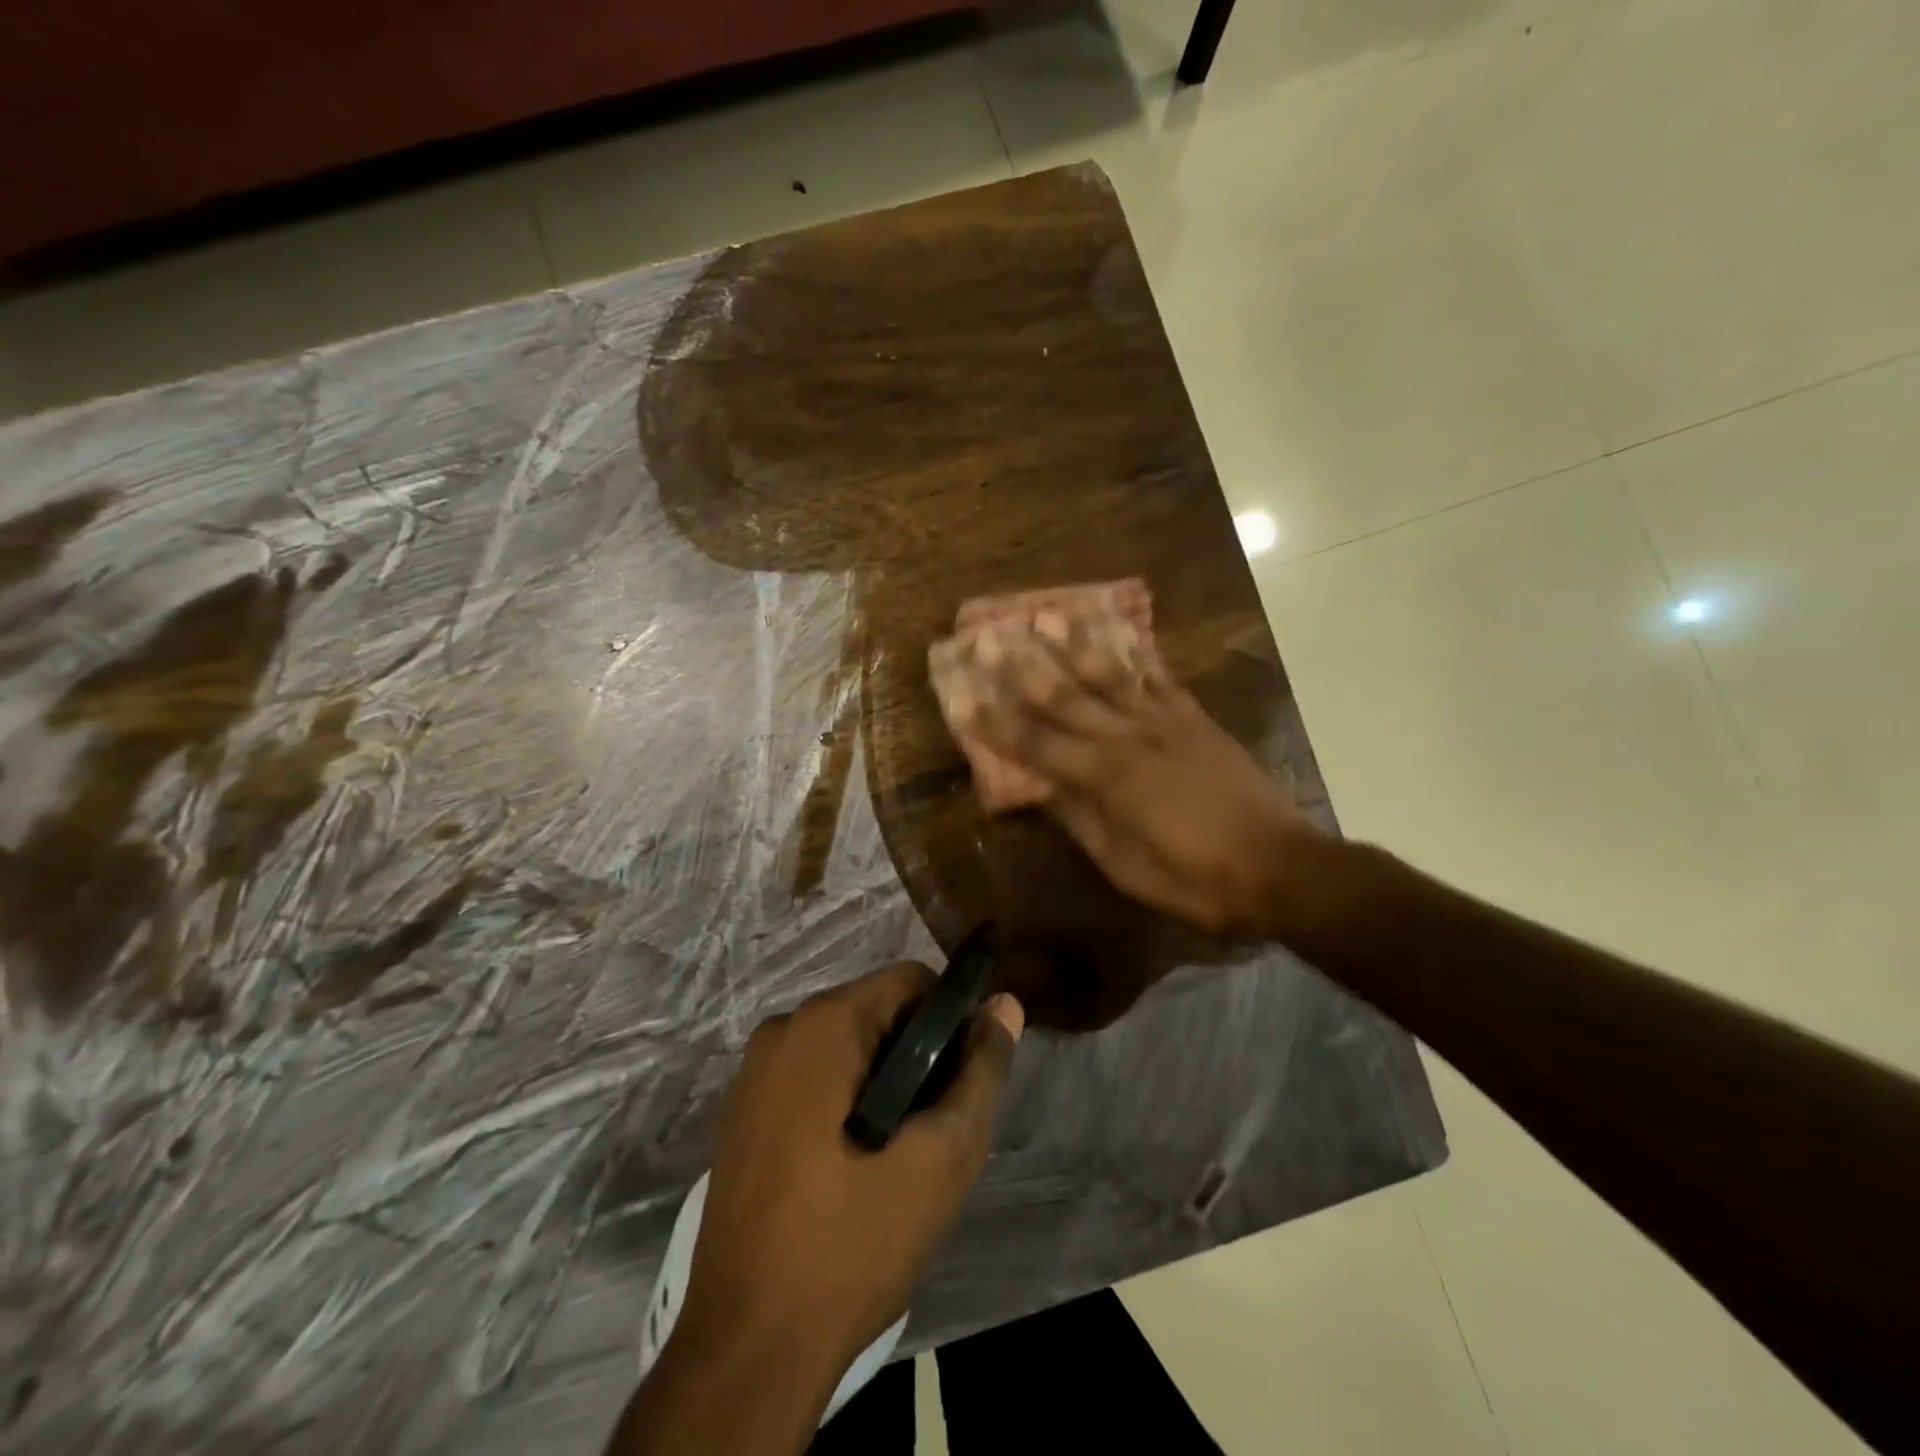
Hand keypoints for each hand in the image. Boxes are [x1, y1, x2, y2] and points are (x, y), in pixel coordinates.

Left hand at [679, 963, 1023, 1380]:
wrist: (747, 1350)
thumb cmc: (853, 1242)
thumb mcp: (941, 1157)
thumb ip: (980, 1073)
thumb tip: (1005, 1005)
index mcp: (823, 1024)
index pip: (910, 981)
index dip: (952, 1018)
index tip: (967, 1076)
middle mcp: (782, 1030)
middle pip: (876, 1012)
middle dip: (917, 1056)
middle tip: (937, 1127)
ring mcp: (753, 1074)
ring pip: (845, 1049)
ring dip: (884, 1084)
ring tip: (902, 1154)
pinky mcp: (741, 1115)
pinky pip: (811, 1080)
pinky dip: (846, 1103)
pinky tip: (857, 1167)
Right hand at [950, 611, 1318, 937]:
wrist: (1278, 866)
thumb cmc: (1195, 879)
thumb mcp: (1125, 866)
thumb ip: (1081, 822)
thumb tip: (1043, 792)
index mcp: (1104, 778)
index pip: (1035, 744)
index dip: (996, 723)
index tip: (964, 698)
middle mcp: (1128, 738)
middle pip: (1065, 696)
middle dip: (1022, 668)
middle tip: (991, 637)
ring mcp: (1165, 723)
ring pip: (1111, 674)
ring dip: (1074, 644)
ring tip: (1047, 616)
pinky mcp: (1197, 720)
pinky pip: (1162, 678)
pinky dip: (1140, 654)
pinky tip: (1124, 632)